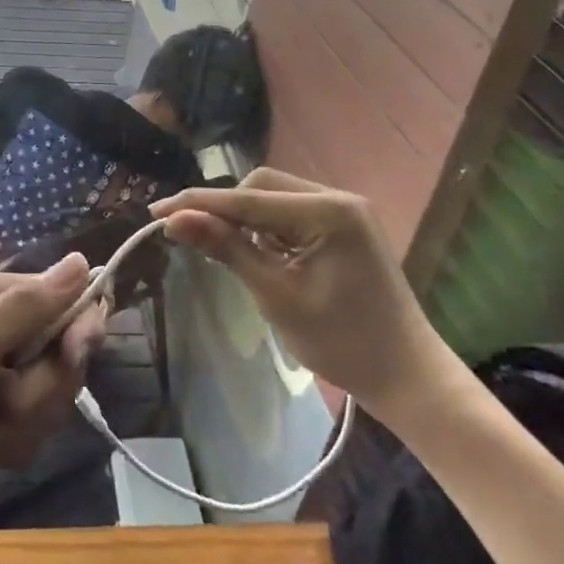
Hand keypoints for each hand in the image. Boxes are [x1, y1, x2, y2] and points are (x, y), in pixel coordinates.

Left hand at [0, 255, 107, 526]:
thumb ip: (27, 307)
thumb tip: (84, 260)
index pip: (67, 301)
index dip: (78, 331)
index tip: (71, 357)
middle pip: (61, 358)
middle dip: (37, 392)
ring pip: (46, 401)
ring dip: (17, 426)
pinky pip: (26, 431)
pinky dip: (4, 446)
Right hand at [154, 168, 459, 420]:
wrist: (407, 377)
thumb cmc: (342, 343)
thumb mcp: (276, 295)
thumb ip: (226, 249)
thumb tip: (175, 221)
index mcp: (328, 211)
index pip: (247, 199)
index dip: (198, 204)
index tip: (156, 212)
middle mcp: (338, 198)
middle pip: (262, 187)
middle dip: (226, 209)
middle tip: (195, 239)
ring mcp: (344, 211)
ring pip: (274, 197)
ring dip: (246, 220)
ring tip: (230, 254)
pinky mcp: (344, 226)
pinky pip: (291, 214)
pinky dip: (268, 230)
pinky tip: (261, 257)